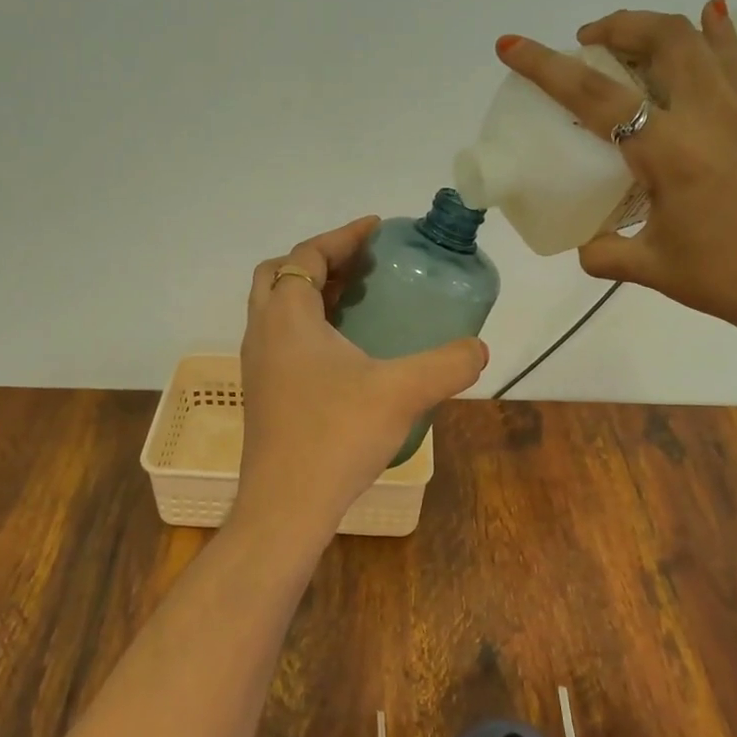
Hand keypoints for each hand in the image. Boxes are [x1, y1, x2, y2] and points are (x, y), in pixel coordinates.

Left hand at [236, 217, 488, 537]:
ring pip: (278, 309)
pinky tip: (348, 354)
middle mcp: (263, 333)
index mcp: (287, 316)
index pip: (307, 255)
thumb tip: (479, 348)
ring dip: (313, 295)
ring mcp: (258, 366)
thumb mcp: (403, 393)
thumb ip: (448, 364)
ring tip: (360, 302)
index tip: (377, 229)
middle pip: (280, 275)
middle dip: (321, 261)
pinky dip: (309, 328)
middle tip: (363, 266)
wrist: (286, 506)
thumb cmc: (336, 436)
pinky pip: (282, 340)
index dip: (343, 236)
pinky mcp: (264, 394)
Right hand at [496, 1, 736, 356]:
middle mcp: (712, 115)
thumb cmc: (730, 281)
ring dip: (662, 26)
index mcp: (671, 152)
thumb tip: (587, 245)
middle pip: (661, 37)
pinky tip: (712, 27)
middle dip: (616, 25)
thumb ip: (606, 252)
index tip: (511, 46)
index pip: (595, 95)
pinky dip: (720, 36)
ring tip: (638, 41)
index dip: (546, 66)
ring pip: (706, 38)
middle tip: (590, 40)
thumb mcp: (654, 269)